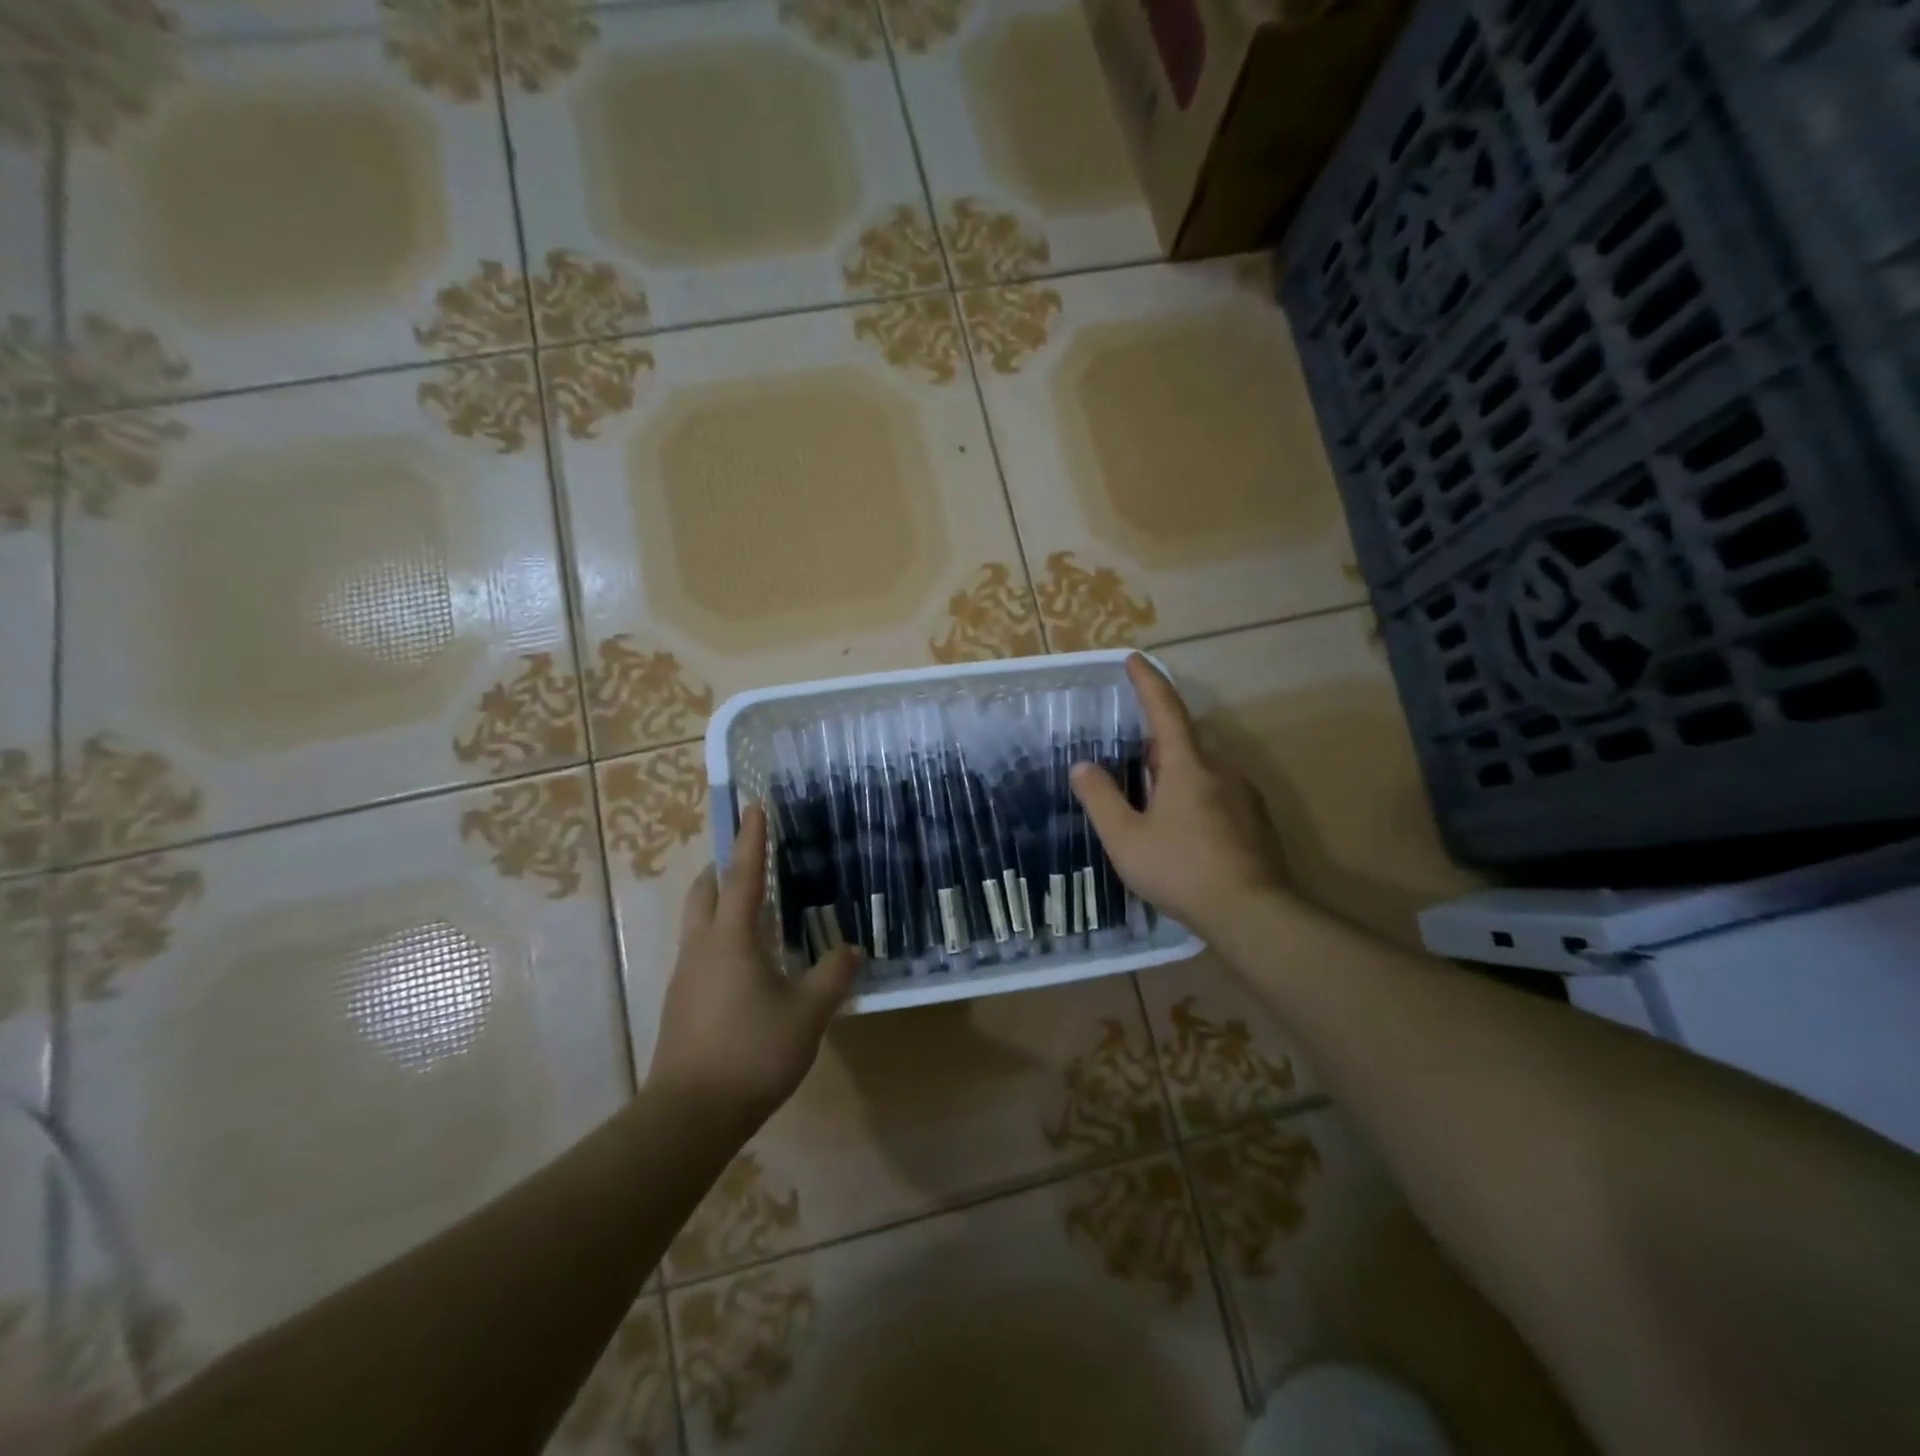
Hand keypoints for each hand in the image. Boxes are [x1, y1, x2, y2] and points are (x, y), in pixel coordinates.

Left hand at [645, 804, 860, 1128]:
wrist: (689, 1115)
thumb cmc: (752, 1052)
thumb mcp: (808, 1013)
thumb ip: (833, 975)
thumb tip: (852, 949)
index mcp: (732, 938)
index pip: (743, 876)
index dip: (751, 840)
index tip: (754, 807)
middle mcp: (702, 947)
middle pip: (704, 892)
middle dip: (722, 868)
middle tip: (747, 858)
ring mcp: (685, 976)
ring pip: (697, 922)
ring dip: (718, 903)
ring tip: (751, 907)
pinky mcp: (682, 1002)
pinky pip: (700, 951)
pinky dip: (720, 937)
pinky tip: (746, 962)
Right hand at [1070, 654, 1294, 937]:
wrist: (1253, 912)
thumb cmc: (1181, 869)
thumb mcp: (1126, 838)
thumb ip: (1101, 798)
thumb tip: (1082, 766)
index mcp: (1188, 764)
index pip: (1165, 709)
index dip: (1147, 682)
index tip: (1133, 659)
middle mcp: (1221, 769)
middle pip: (1184, 740)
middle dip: (1157, 742)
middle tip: (1131, 760)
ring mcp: (1244, 795)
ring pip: (1204, 768)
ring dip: (1176, 772)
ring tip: (1152, 801)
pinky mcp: (1256, 820)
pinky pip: (1219, 791)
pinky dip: (1196, 795)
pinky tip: (1184, 829)